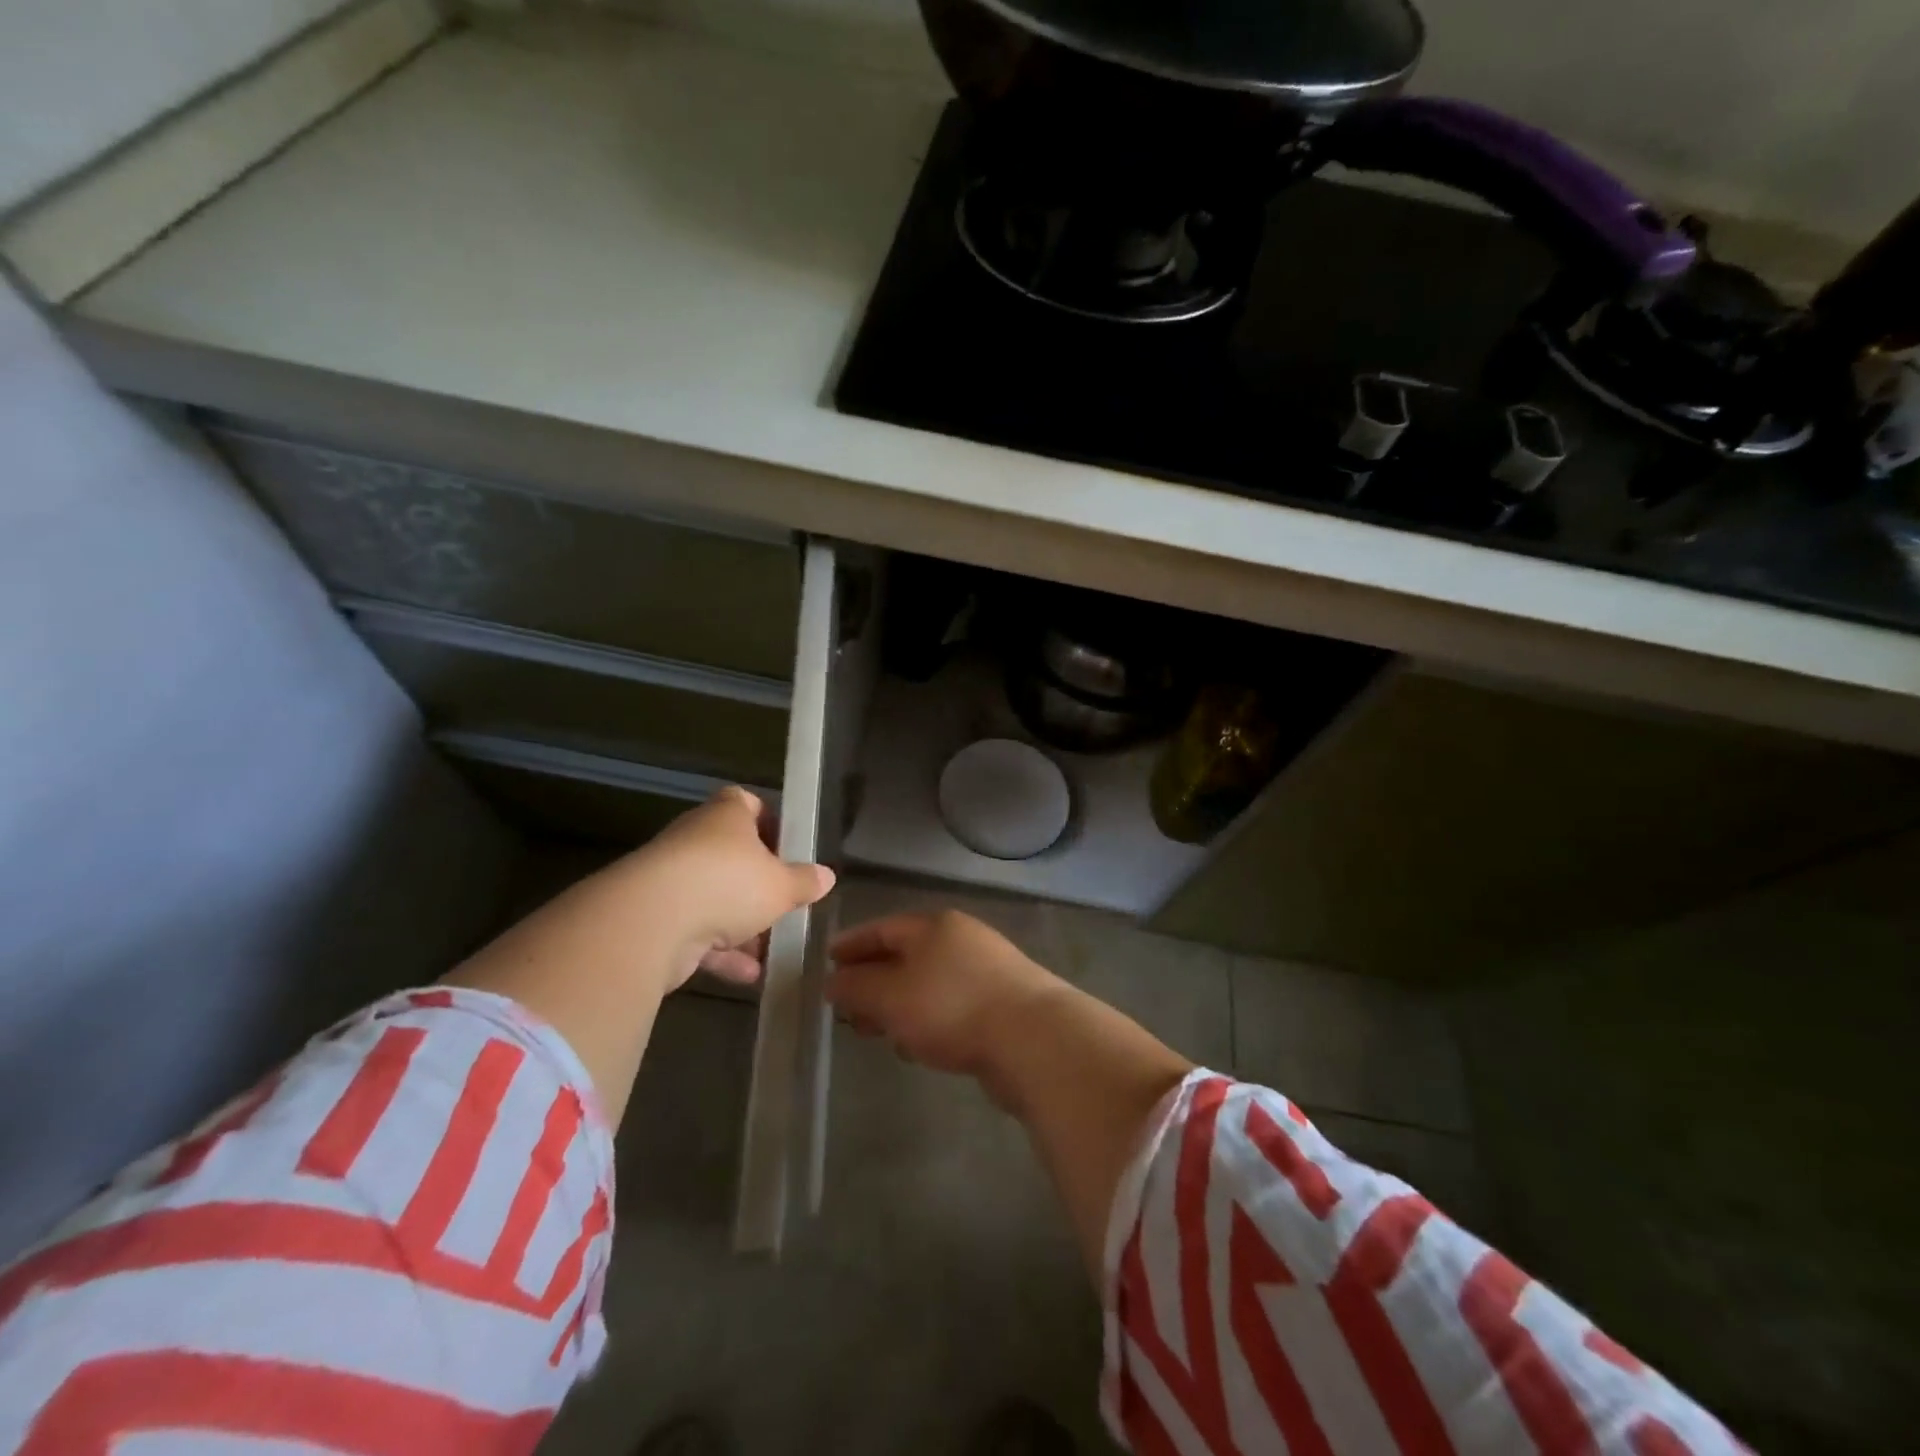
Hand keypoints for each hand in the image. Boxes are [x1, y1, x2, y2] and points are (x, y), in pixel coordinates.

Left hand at [618, 786, 834, 989]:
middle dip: (757, 883)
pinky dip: (720, 952)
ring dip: (740, 925)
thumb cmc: (729, 883)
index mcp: (725, 816)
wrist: (653, 920)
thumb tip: (826, 876)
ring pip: (713, 898)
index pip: (746, 804)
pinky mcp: (655, 917)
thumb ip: (804, 882)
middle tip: (783, 902)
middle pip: (730, 856)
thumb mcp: (781, 885)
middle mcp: (695, 840)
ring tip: (771, 948)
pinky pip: (695, 932)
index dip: (768, 822)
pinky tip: (749, 975)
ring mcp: (671, 879)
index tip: (788, 848)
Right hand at [827, 911, 1062, 1078]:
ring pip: (927, 983)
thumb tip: (833, 981)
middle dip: (872, 980)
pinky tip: (914, 1046)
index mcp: (934, 926)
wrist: (1033, 1038)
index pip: (883, 928)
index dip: (852, 945)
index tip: (826, 962)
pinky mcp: (1001, 1003)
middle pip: (906, 955)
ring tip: (873, 1031)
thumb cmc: (952, 1007)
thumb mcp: (891, 996)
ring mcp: (986, 970)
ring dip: (897, 1005)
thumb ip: (857, 987)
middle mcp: (961, 939)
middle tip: (845, 1006)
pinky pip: (949, 1006)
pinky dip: (925, 1020)